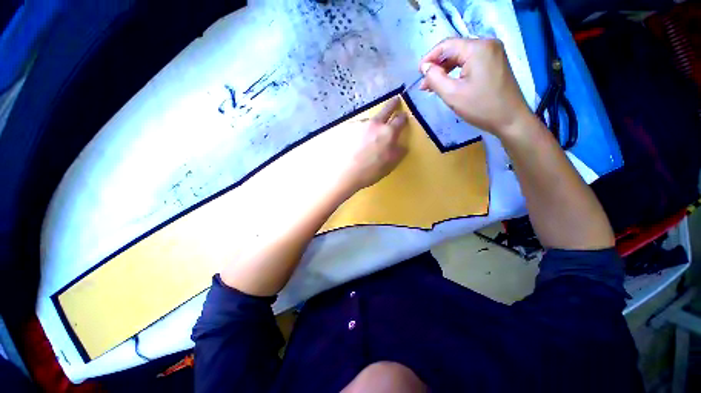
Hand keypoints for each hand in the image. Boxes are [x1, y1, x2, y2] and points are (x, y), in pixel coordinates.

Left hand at [317, 97, 407, 194]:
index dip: (403, 117)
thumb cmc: (370, 171)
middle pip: (386, 109)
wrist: (345, 173)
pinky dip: (358, 132)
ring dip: (371, 125)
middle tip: (395, 100)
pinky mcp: (346, 128)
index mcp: (388, 133)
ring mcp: (359, 124)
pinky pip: (356, 127)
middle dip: (392, 104)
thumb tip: (402, 145)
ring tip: (366, 138)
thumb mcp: (390, 164)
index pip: (400, 120)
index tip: (404, 115)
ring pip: (369, 121)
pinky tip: (354, 143)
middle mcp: (374, 124)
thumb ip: (398, 152)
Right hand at [419, 38, 530, 135]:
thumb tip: (425, 67)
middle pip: (455, 50)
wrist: (511, 119)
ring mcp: (493, 53)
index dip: (429, 57)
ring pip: (462, 57)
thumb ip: (435, 78)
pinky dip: (457, 72)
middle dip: (437, 66)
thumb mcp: (452, 94)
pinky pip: (471, 63)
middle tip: (424, 85)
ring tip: (432, 86)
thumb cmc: (481, 107)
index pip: (446, 45)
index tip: (418, 73)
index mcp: (478, 48)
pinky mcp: (495, 62)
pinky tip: (449, 83)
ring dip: (446, 70)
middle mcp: (487, 44)